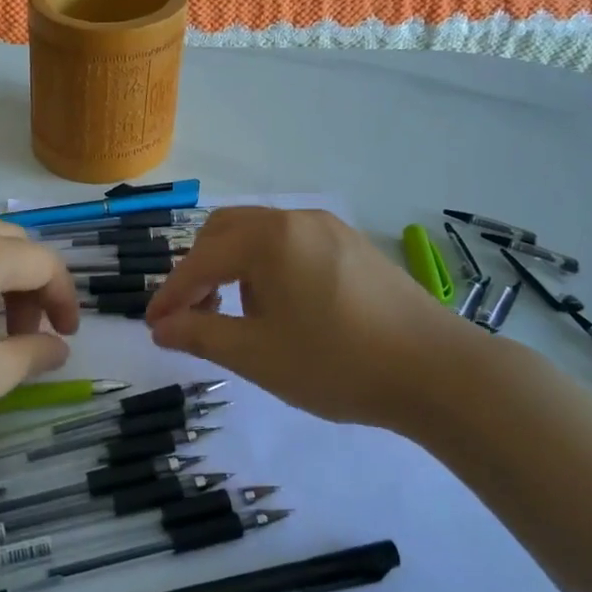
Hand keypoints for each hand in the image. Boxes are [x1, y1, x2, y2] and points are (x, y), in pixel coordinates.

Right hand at [145, 207, 491, 435]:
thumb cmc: (336, 363)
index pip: (200, 260)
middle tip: (194, 315)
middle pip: (226, 231)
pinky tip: (283, 308)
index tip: (152, 326)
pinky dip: (268, 268)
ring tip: (239, 317)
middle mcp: (296, 219)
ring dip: (234, 268)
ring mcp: (330, 229)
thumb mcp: (257, 355)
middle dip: (200, 270)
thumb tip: (161, 328)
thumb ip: (200, 335)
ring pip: (260, 235)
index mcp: (268, 238)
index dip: (171, 294)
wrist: (439, 372)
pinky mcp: (354, 246)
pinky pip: (292, 244)